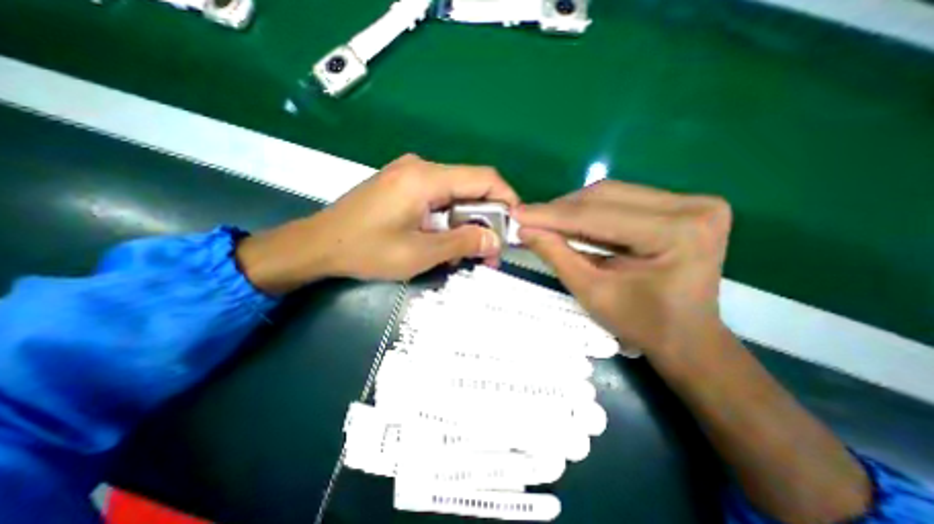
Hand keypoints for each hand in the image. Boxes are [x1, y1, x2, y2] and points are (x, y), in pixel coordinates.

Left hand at [237, 155, 516, 294]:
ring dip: (467, 223)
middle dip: (486, 219)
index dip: (507, 199)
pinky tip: (443, 241)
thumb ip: (462, 243)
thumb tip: (495, 241)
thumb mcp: (420, 253)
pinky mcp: (403, 184)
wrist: (319, 244)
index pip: (484, 178)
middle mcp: (421, 167)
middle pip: (471, 187)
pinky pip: (439, 198)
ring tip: (464, 253)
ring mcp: (410, 174)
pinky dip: (449, 220)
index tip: (514, 226)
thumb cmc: (367, 250)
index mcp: (426, 178)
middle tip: (490, 251)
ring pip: (456, 195)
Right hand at [514, 181, 732, 360]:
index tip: (516, 214)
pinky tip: (572, 222)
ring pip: (612, 193)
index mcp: (677, 234)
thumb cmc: (640, 323)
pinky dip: (592, 211)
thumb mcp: (592, 292)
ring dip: (573, 208)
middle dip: (560, 209)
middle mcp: (692, 207)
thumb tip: (525, 228)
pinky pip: (623, 199)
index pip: (597, 215)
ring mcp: (692, 202)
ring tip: (548, 222)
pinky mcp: (684, 205)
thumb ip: (557, 255)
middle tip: (530, 220)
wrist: (686, 336)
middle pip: (605, 196)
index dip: (550, 215)